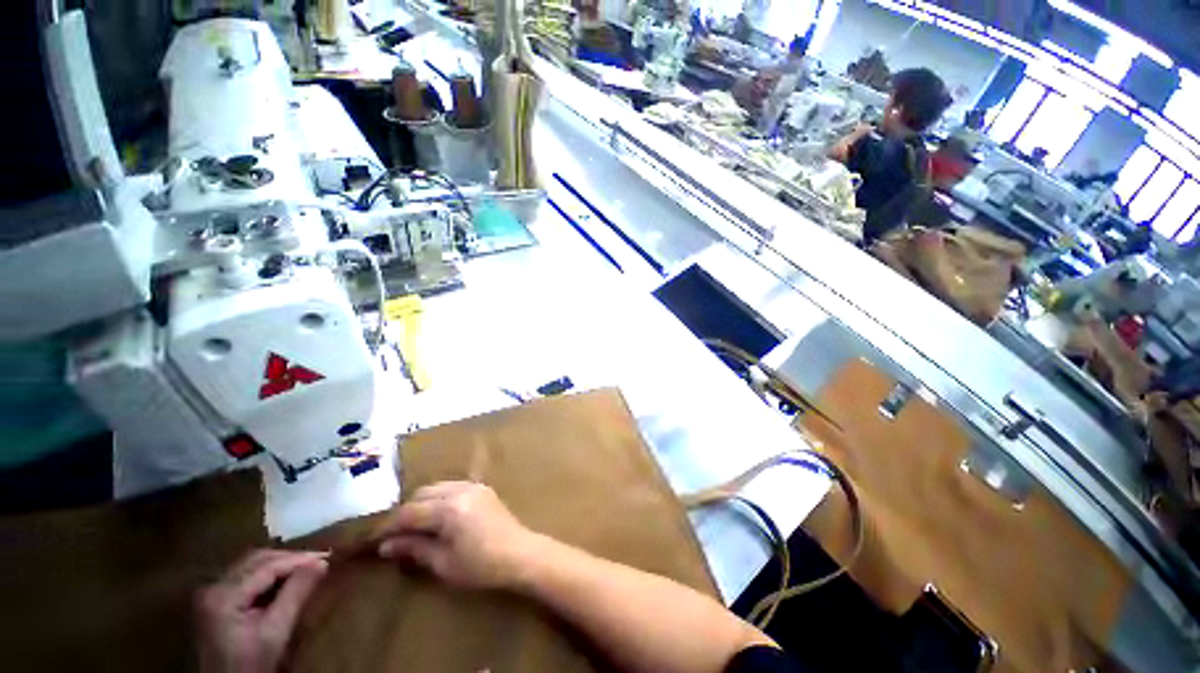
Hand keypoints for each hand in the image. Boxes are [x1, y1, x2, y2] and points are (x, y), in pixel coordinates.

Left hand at [196, 550, 328, 672]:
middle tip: (317, 561)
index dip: (298, 559)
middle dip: (289, 559)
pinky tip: (284, 580)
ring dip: (280, 564)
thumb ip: (296, 594)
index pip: (266, 566)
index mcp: (224, 595)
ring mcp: (211, 592)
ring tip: (305, 569)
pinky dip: (268, 573)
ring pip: (251, 564)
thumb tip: (322, 562)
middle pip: (256, 560)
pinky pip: (245, 575)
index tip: (326, 557)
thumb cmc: (251, 664)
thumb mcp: (276, 632)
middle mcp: (213, 587)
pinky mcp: (215, 599)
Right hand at [375, 481, 541, 589]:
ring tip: (415, 526)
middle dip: (406, 512)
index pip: (410, 512)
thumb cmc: (480, 565)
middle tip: (396, 534)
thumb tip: (387, 545)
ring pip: (438, 487)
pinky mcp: (483, 489)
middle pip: (423, 494)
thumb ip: (415, 548)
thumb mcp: (443, 563)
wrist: (520, 553)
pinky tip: (438, 516)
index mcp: (449, 508)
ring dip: (423, 502)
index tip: (375, 539)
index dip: (390, 526)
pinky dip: (440, 497)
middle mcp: (460, 490)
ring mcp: (474, 486)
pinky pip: (453, 486)